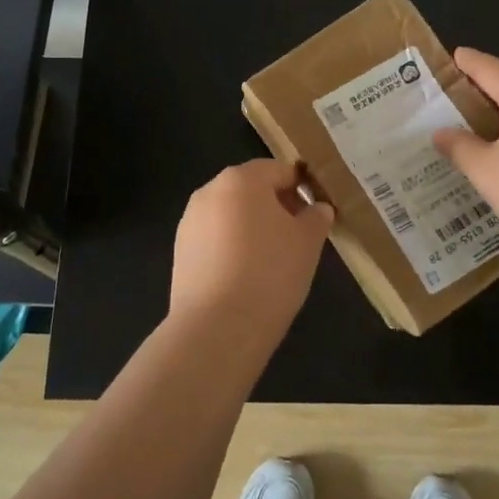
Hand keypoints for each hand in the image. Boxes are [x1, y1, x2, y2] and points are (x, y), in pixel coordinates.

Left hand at [169, 159, 334, 356]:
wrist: (217, 328)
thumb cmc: (270, 273)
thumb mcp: (308, 243)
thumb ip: (316, 218)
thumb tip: (318, 208)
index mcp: (241, 179)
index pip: (279, 170)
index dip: (301, 188)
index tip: (316, 214)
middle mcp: (210, 191)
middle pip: (251, 189)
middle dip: (276, 207)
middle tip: (298, 238)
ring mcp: (190, 221)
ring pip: (231, 215)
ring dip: (252, 228)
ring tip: (273, 261)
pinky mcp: (180, 251)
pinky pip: (215, 239)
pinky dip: (232, 249)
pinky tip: (246, 277)